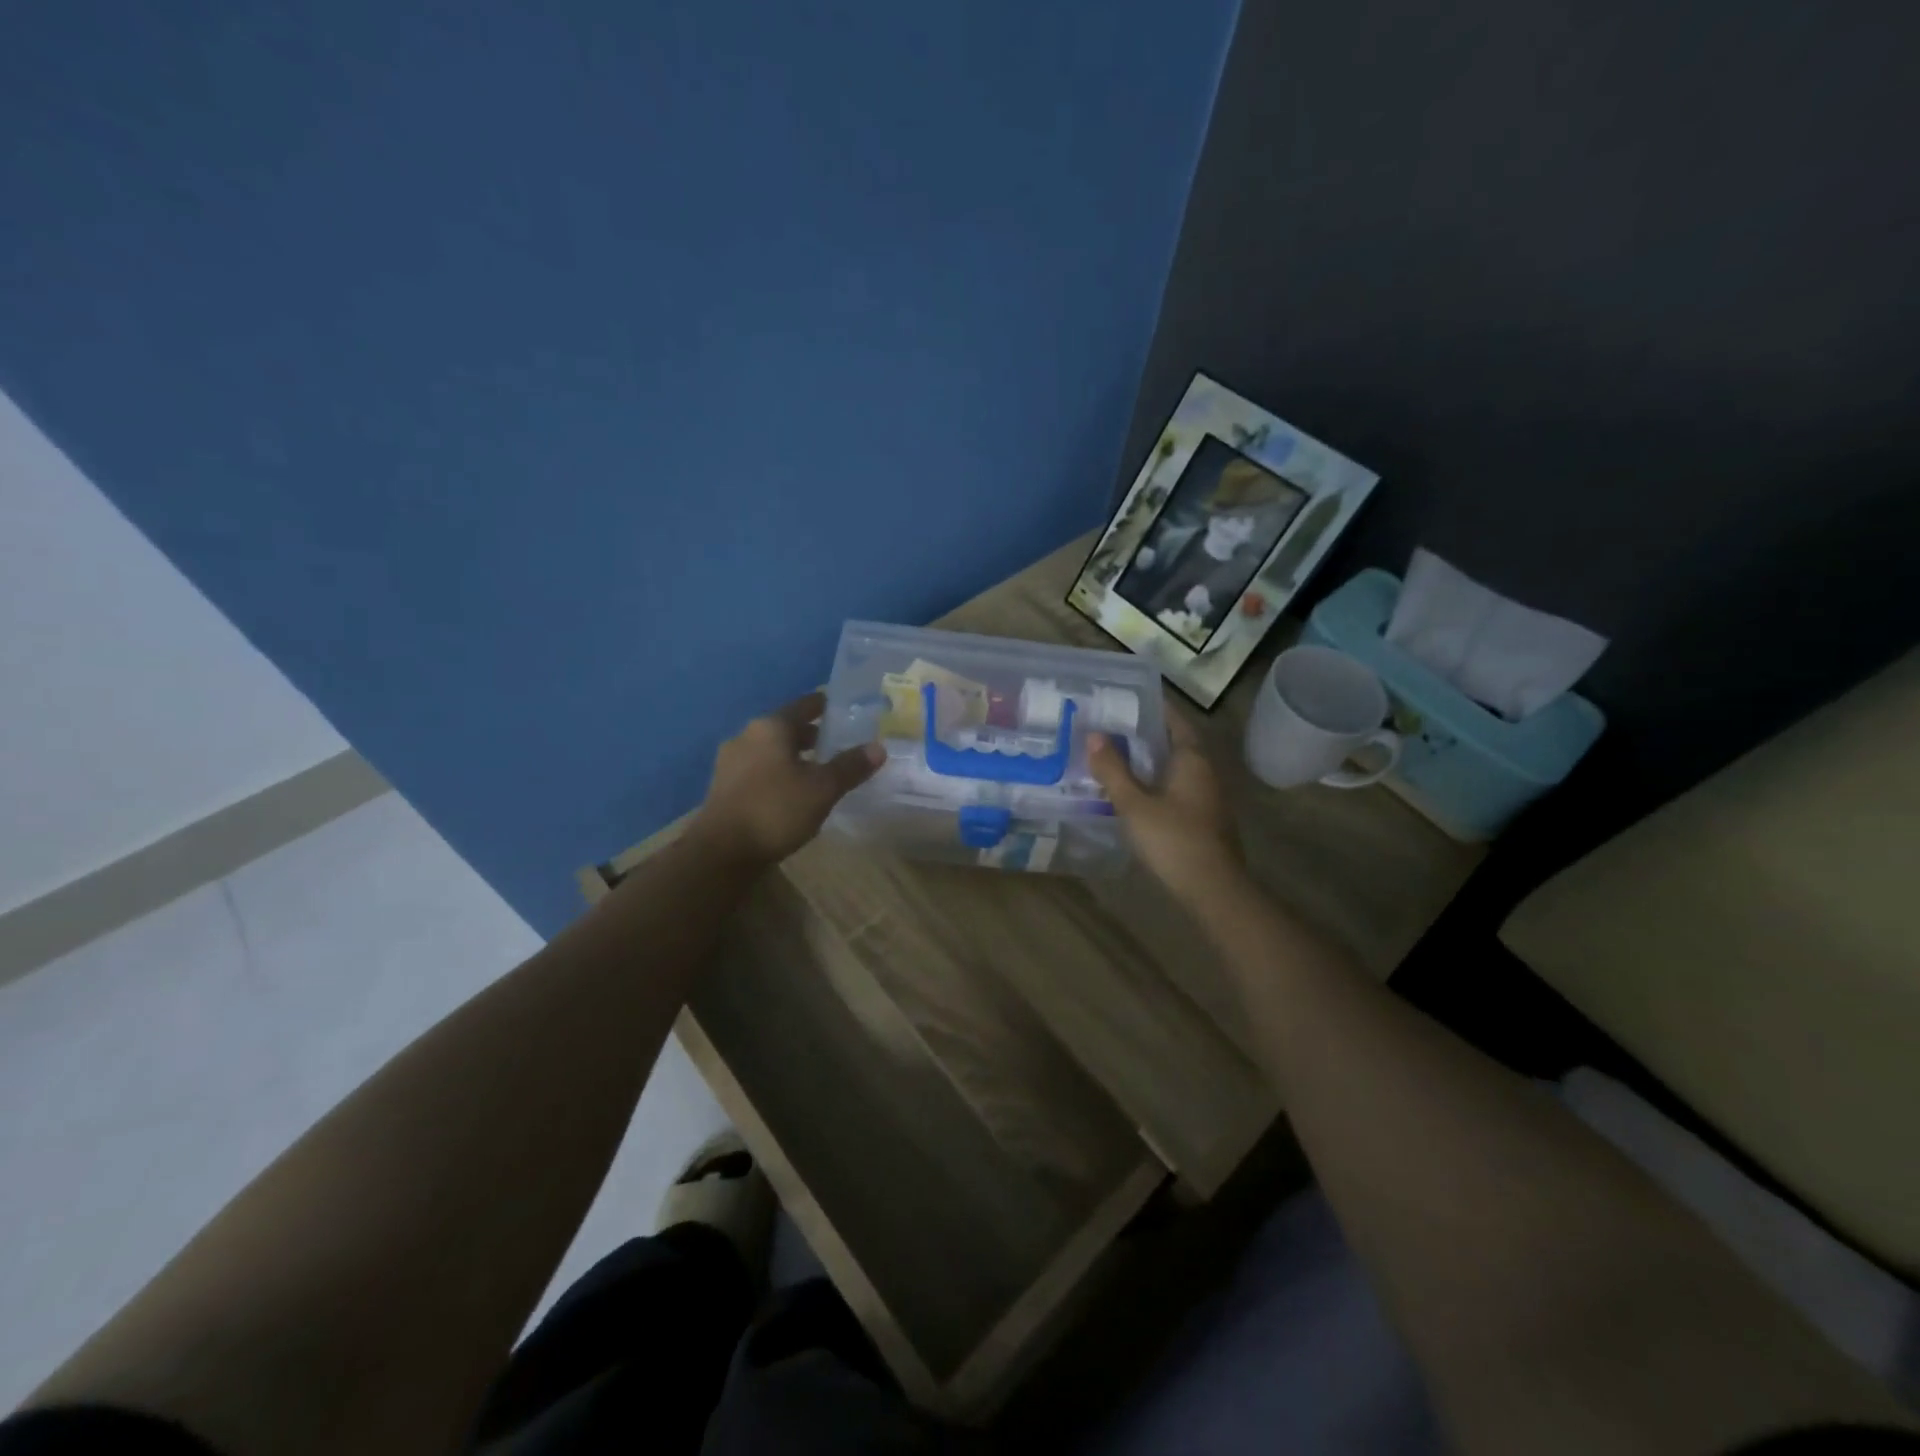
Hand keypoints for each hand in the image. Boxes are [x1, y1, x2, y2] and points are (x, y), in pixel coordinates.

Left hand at [688, 692, 883, 869]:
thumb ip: (850, 766)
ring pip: (771, 750)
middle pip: (785, 728)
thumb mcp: (822, 789)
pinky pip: (759, 770)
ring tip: (818, 770)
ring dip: (793, 756)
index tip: (844, 709)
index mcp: (770, 727)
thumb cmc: (775, 810)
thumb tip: (878, 747)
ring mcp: (730, 762)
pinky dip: (778, 773)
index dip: (825, 706)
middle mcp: (747, 736)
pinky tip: (792, 791)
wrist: (721, 852)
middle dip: (811, 735)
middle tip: (837, 743)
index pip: (804, 705)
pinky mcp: (724, 788)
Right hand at [1088, 713, 1245, 906]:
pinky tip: (1134, 792)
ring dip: (1150, 761)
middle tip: (1111, 727)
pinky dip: (1156, 783)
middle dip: (1146, 734)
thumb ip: (1113, 770)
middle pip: (1175, 743)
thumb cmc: (1173, 839)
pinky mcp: (1204, 819)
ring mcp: (1207, 797)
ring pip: (1176, 768)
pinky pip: (1177, 789)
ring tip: (1116, 757)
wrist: (1213, 888)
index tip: (1126, 699)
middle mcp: (1205, 772)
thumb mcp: (1134, 804)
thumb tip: (1093, 735)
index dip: (1153, 708)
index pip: (1174, 720)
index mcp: (1192, 759)